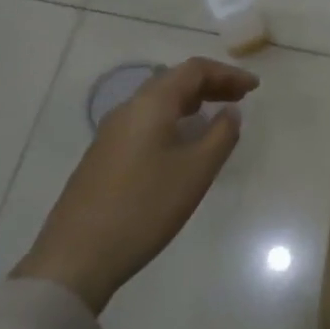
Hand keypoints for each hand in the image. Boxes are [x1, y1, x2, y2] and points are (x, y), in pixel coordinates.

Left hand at [13, 57, 258, 312]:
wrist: (76, 258)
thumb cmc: (144, 207)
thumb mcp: (196, 171)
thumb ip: (221, 135)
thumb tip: (230, 112)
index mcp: (150, 105)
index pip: (193, 70)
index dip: (227, 74)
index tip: (254, 87)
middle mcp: (128, 109)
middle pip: (174, 81)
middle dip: (210, 84)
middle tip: (240, 97)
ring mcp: (111, 134)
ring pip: (158, 102)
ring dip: (191, 102)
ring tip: (217, 116)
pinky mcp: (103, 156)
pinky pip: (146, 122)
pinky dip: (173, 120)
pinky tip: (183, 143)